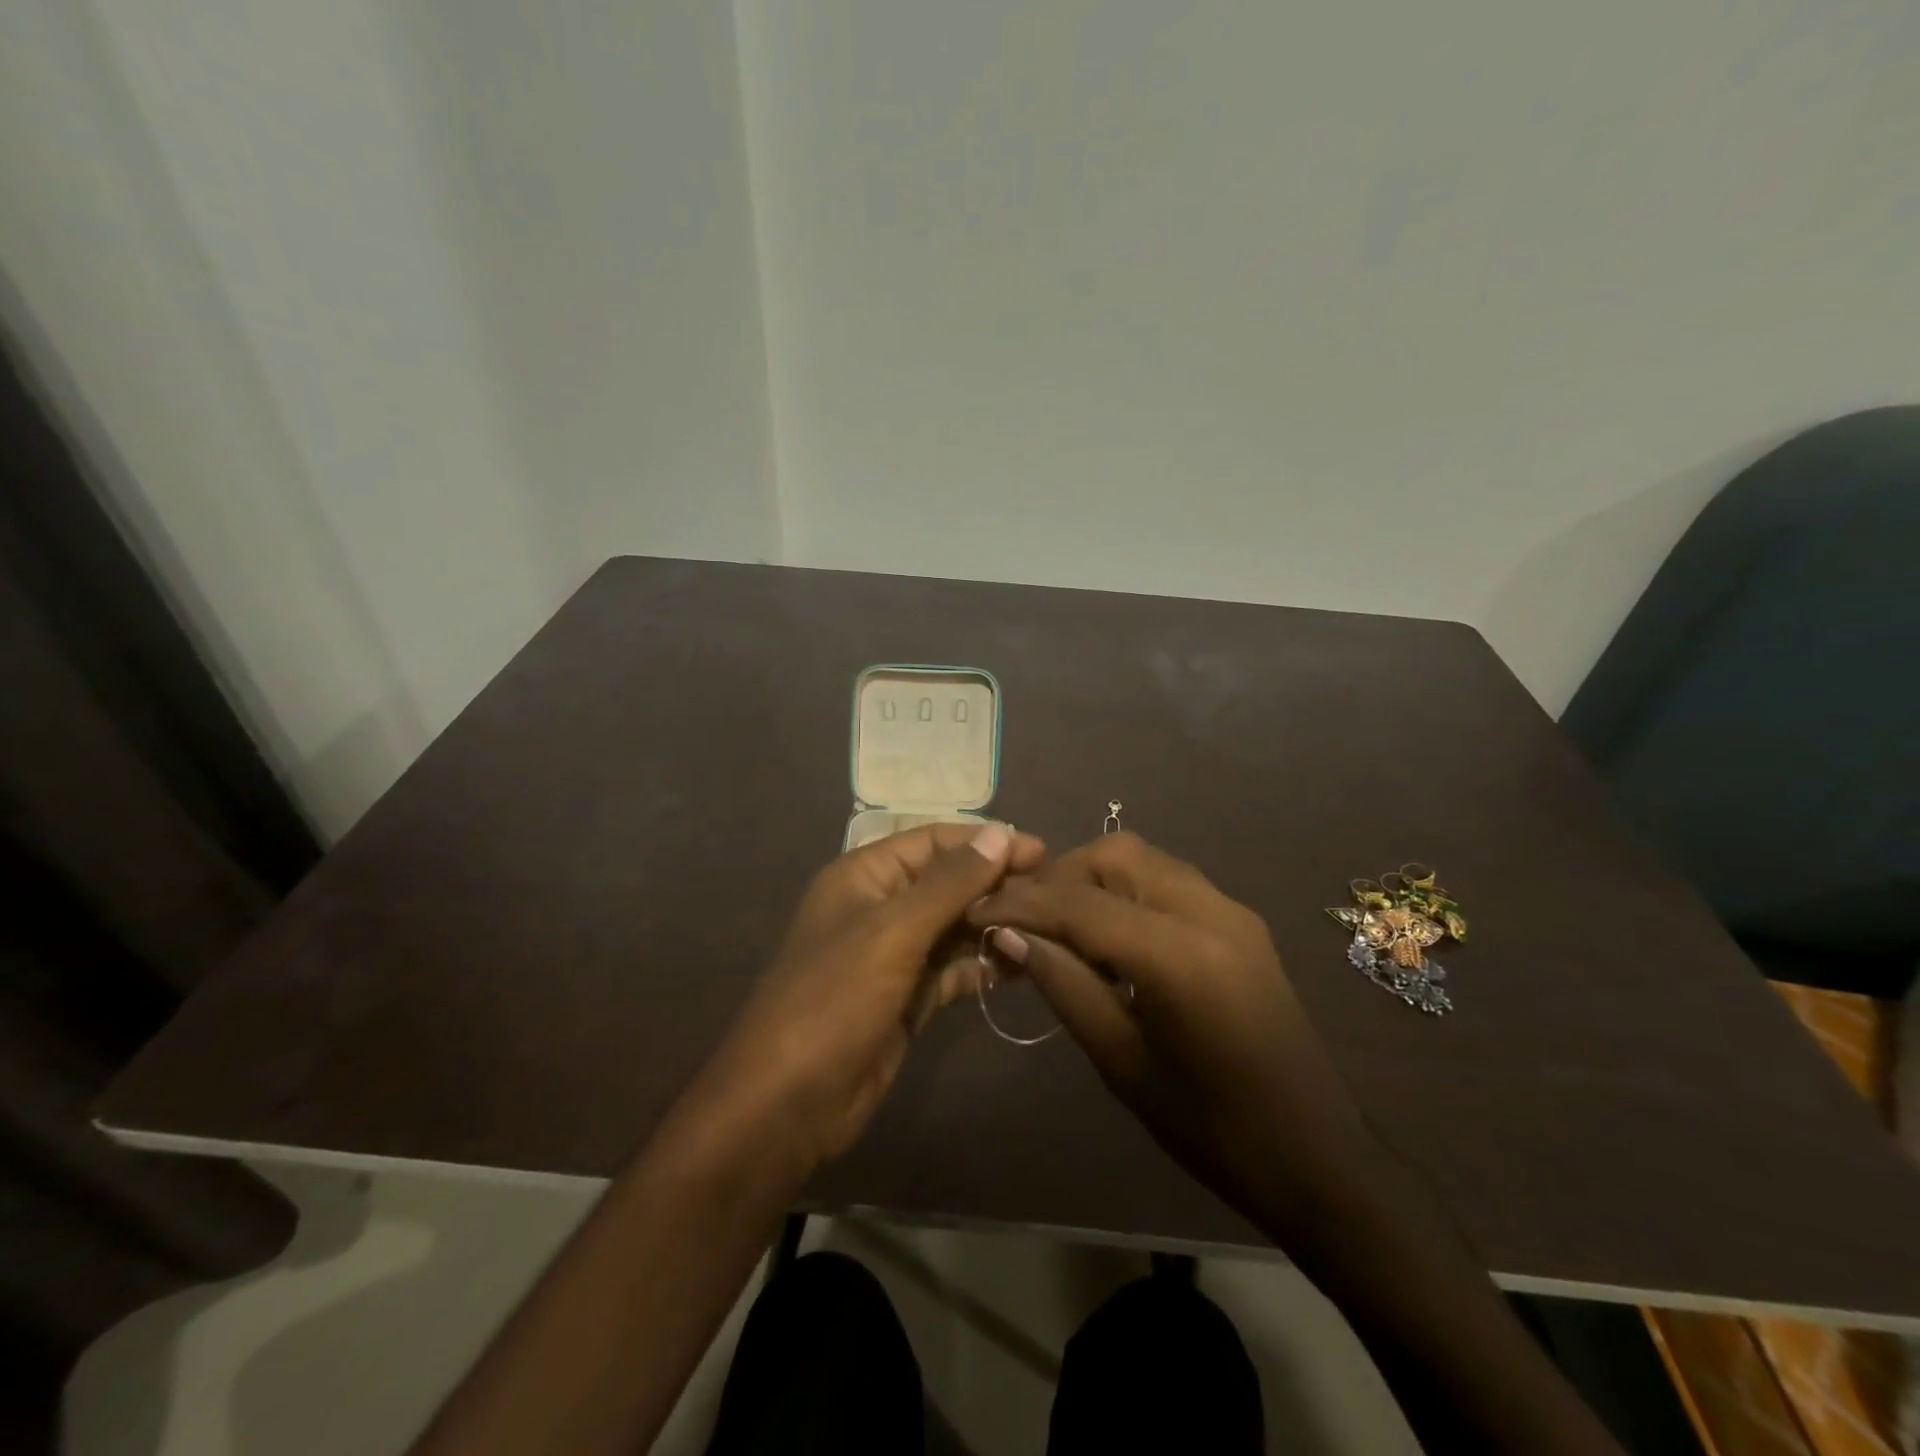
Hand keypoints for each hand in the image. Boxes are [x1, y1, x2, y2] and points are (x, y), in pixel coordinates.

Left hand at [700, 821, 1043, 1166]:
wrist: (787, 1103)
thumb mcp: (893, 931)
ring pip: (953, 926)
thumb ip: (950, 882)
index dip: (986, 842)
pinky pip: (951, 968)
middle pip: (948, 882)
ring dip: (993, 926)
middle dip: (995, 885)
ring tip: (1044, 932)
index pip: (934, 842)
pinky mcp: (906, 997)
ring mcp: (893, 954)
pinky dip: (981, 966)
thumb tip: (1001, 833)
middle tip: (1052, 896)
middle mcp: (880, 907)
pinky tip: (1018, 969)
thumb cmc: (834, 1000)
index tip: (1041, 852)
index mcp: (866, 876)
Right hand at [969, 832, 1374, 1237]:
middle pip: (1115, 855)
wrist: (1317, 1158)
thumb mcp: (1123, 1062)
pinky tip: (1108, 935)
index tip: (977, 911)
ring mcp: (1232, 911)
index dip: (1022, 903)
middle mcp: (1209, 911)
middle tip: (1024, 919)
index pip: (1080, 904)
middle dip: (1060, 876)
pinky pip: (1169, 881)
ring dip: (1093, 878)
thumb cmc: (1212, 1129)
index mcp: (1180, 955)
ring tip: (1058, 924)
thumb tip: (1010, 935)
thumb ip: (1065, 986)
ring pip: (1144, 860)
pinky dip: (1127, 890)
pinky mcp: (1240, 923)